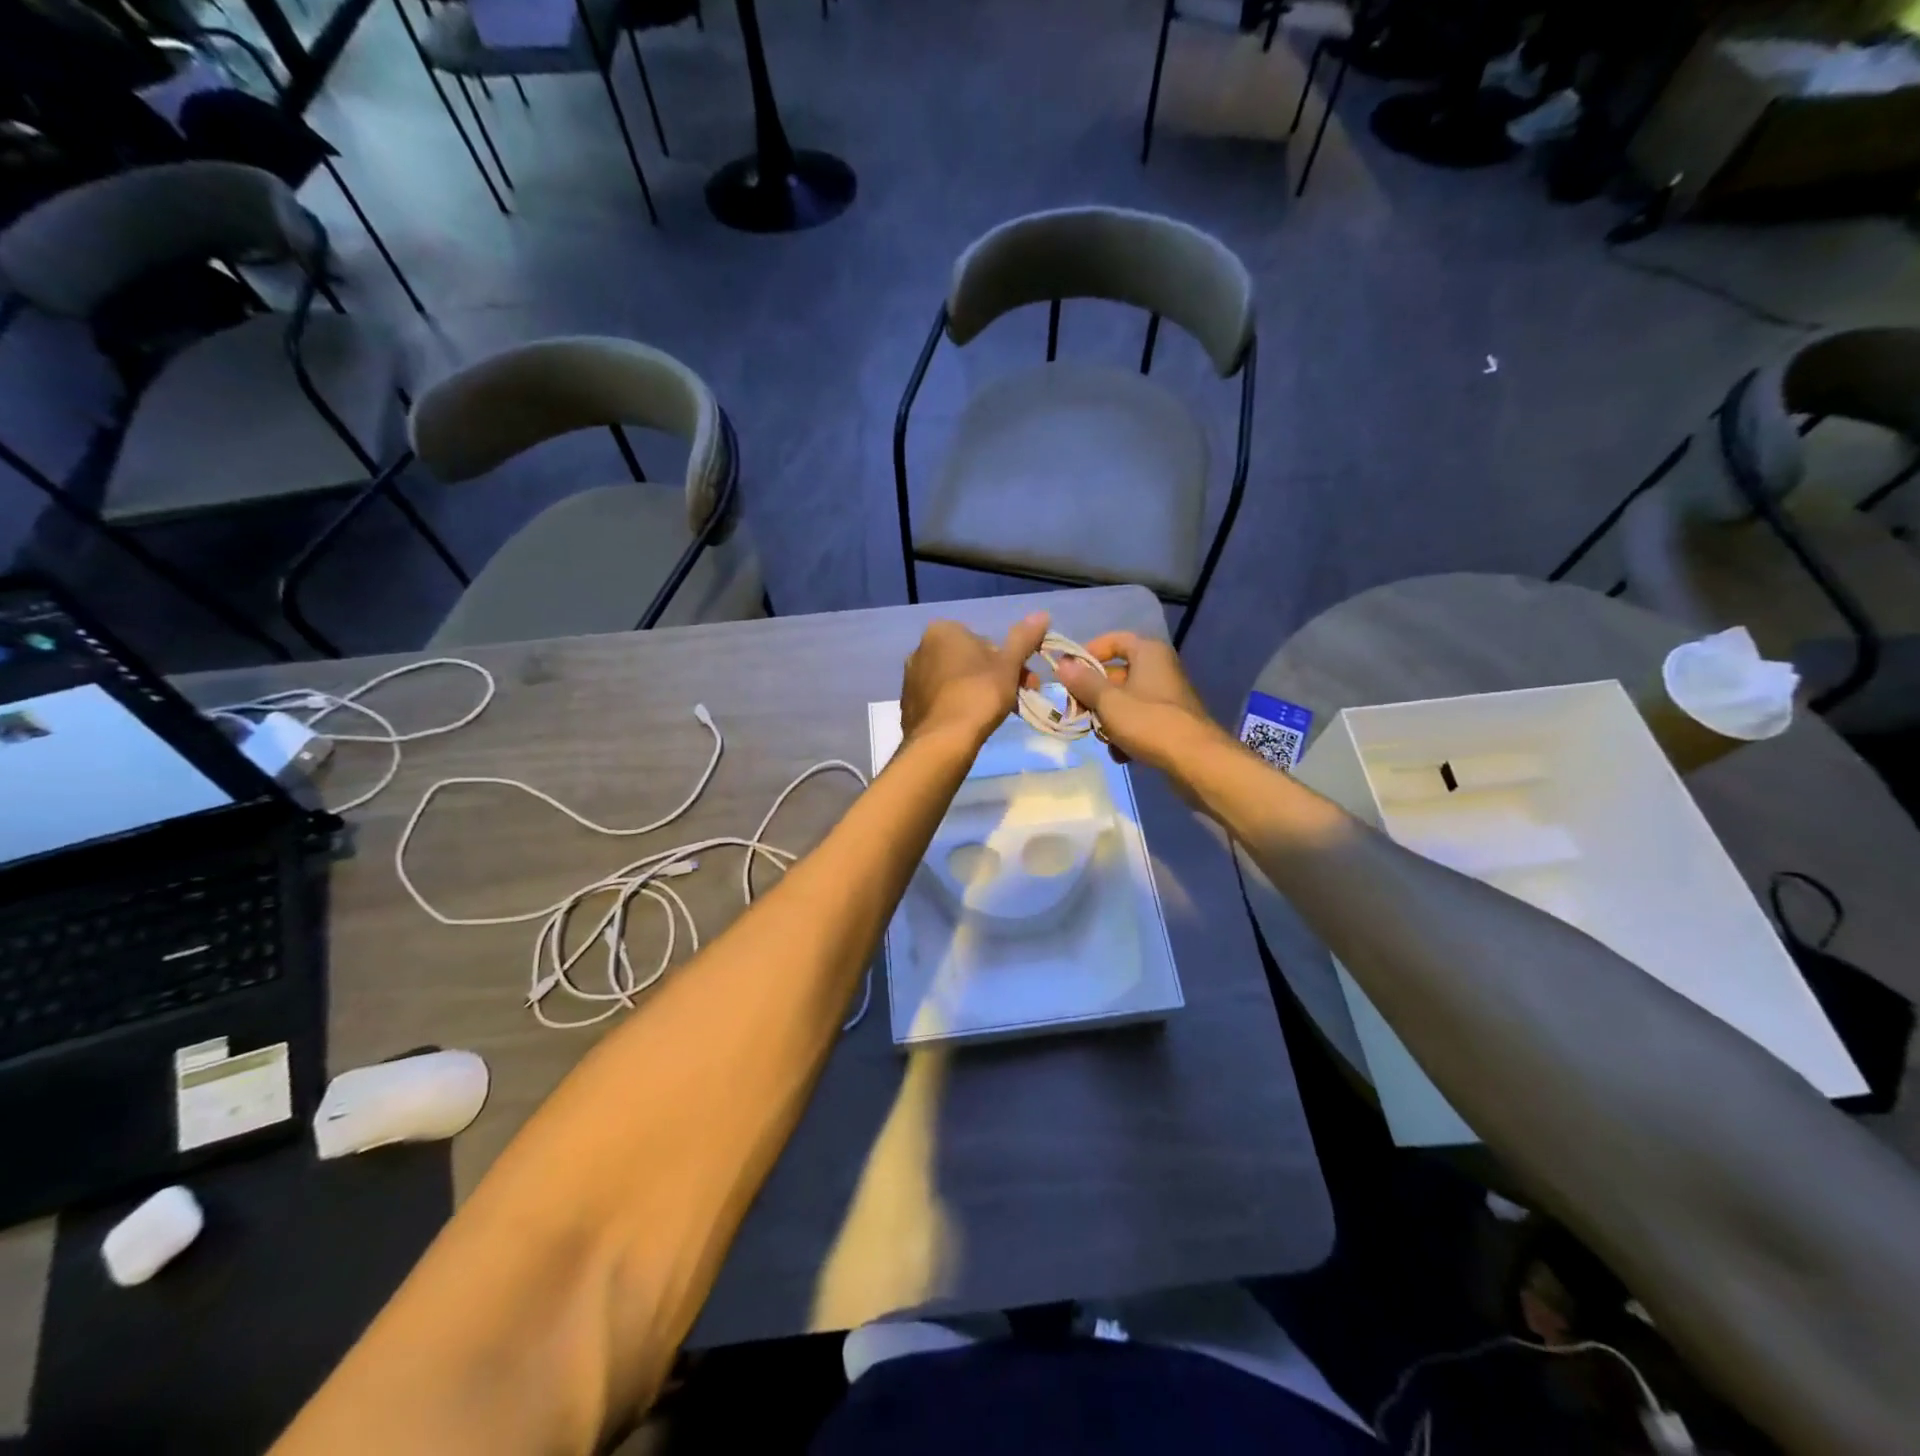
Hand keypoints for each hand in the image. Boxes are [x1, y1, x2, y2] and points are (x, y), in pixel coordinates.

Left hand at [900, 611, 1050, 745]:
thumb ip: (1024, 638)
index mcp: (942, 631)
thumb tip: (1042, 614)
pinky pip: (940, 699)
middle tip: (1015, 700)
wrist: (942, 741)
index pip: (985, 641)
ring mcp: (910, 678)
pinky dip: (956, 706)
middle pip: (969, 660)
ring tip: (992, 715)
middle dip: (994, 677)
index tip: (1023, 682)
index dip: (1009, 662)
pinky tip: (968, 723)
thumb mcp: (1009, 665)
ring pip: (954, 680)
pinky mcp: (908, 704)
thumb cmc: (979, 695)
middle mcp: (920, 648)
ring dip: (975, 691)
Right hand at [1052, 631, 1221, 768]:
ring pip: (1123, 701)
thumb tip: (1062, 664)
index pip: (1113, 640)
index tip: (1068, 674)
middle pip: (1115, 674)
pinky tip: (1122, 754)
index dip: (1088, 654)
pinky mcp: (1169, 722)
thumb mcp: (1108, 701)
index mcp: (1148, 652)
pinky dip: (1126, 735)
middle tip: (1077, 712)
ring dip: (1108, 721)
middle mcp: (1159, 668)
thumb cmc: (1149, 722)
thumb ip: (1083, 682)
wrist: (1196, 761)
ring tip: (1103, 738)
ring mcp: (1165, 697)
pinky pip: (1138, 721)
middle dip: (1094, 696)